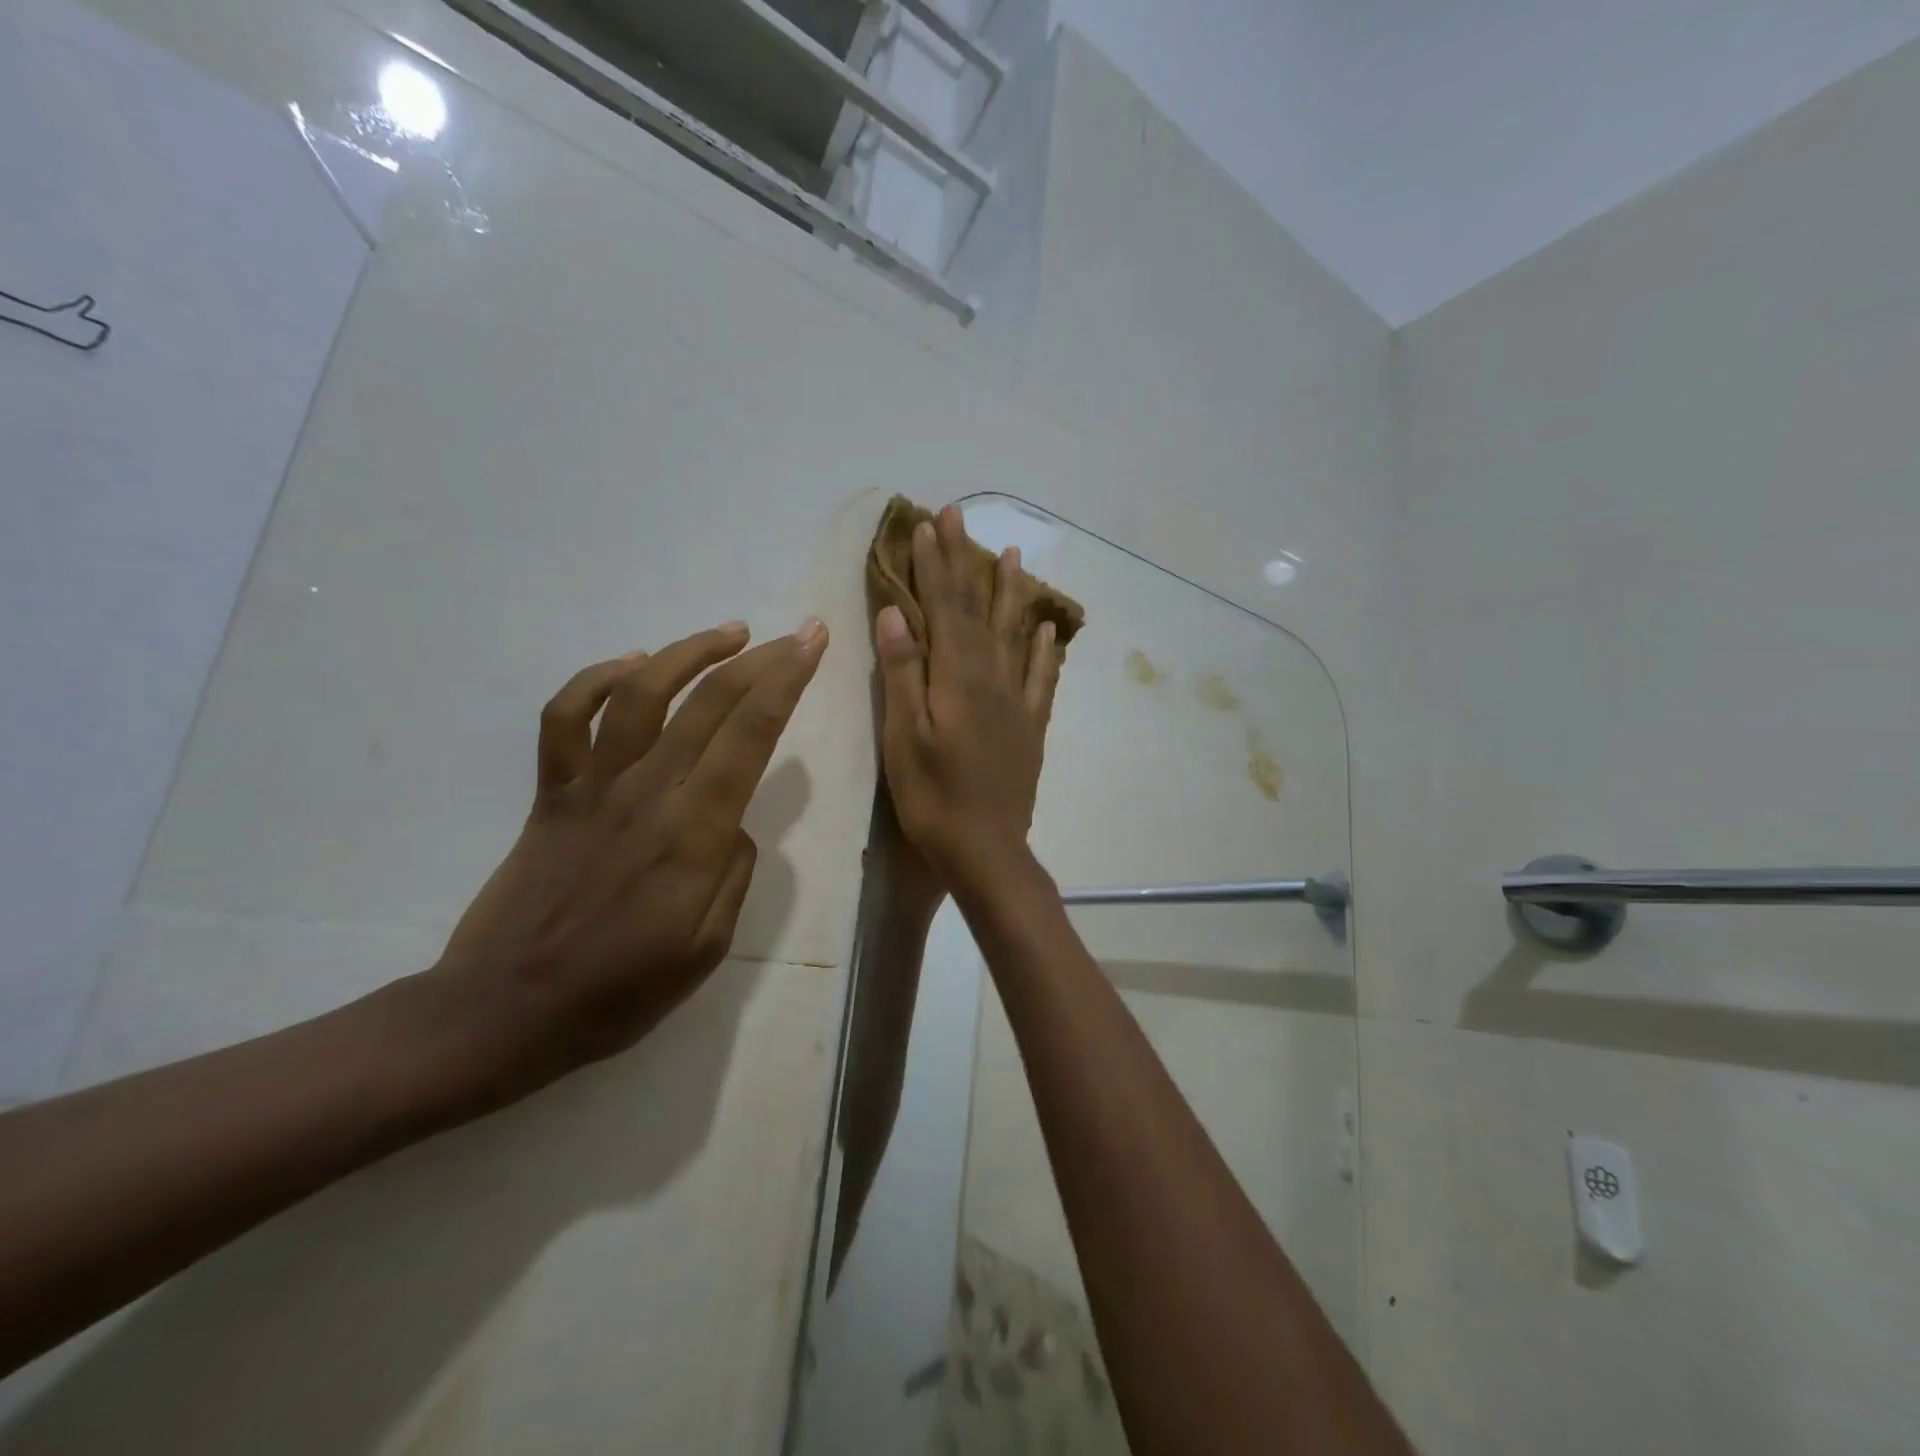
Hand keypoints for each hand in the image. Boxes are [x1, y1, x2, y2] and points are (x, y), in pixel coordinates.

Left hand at [432, 618, 827, 1102]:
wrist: (503, 1011)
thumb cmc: (618, 992)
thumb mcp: (708, 950)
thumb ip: (735, 873)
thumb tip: (735, 822)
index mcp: (693, 834)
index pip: (750, 735)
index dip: (787, 681)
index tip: (813, 644)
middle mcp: (646, 794)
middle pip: (709, 703)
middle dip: (762, 659)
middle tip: (797, 633)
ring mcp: (592, 788)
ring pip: (642, 694)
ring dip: (689, 653)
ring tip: (730, 633)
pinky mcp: (551, 793)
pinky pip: (566, 718)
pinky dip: (597, 680)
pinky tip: (632, 665)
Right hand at [874, 507, 1061, 895]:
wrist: (987, 851)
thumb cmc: (933, 798)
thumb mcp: (904, 738)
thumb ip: (903, 673)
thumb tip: (897, 613)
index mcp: (959, 679)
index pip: (945, 608)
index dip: (934, 565)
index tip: (926, 524)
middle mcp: (994, 679)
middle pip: (978, 610)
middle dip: (966, 561)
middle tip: (960, 516)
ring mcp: (1018, 702)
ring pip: (1015, 634)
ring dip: (1011, 592)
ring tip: (1013, 555)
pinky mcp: (1031, 727)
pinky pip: (1043, 678)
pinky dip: (1047, 650)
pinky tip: (1051, 630)